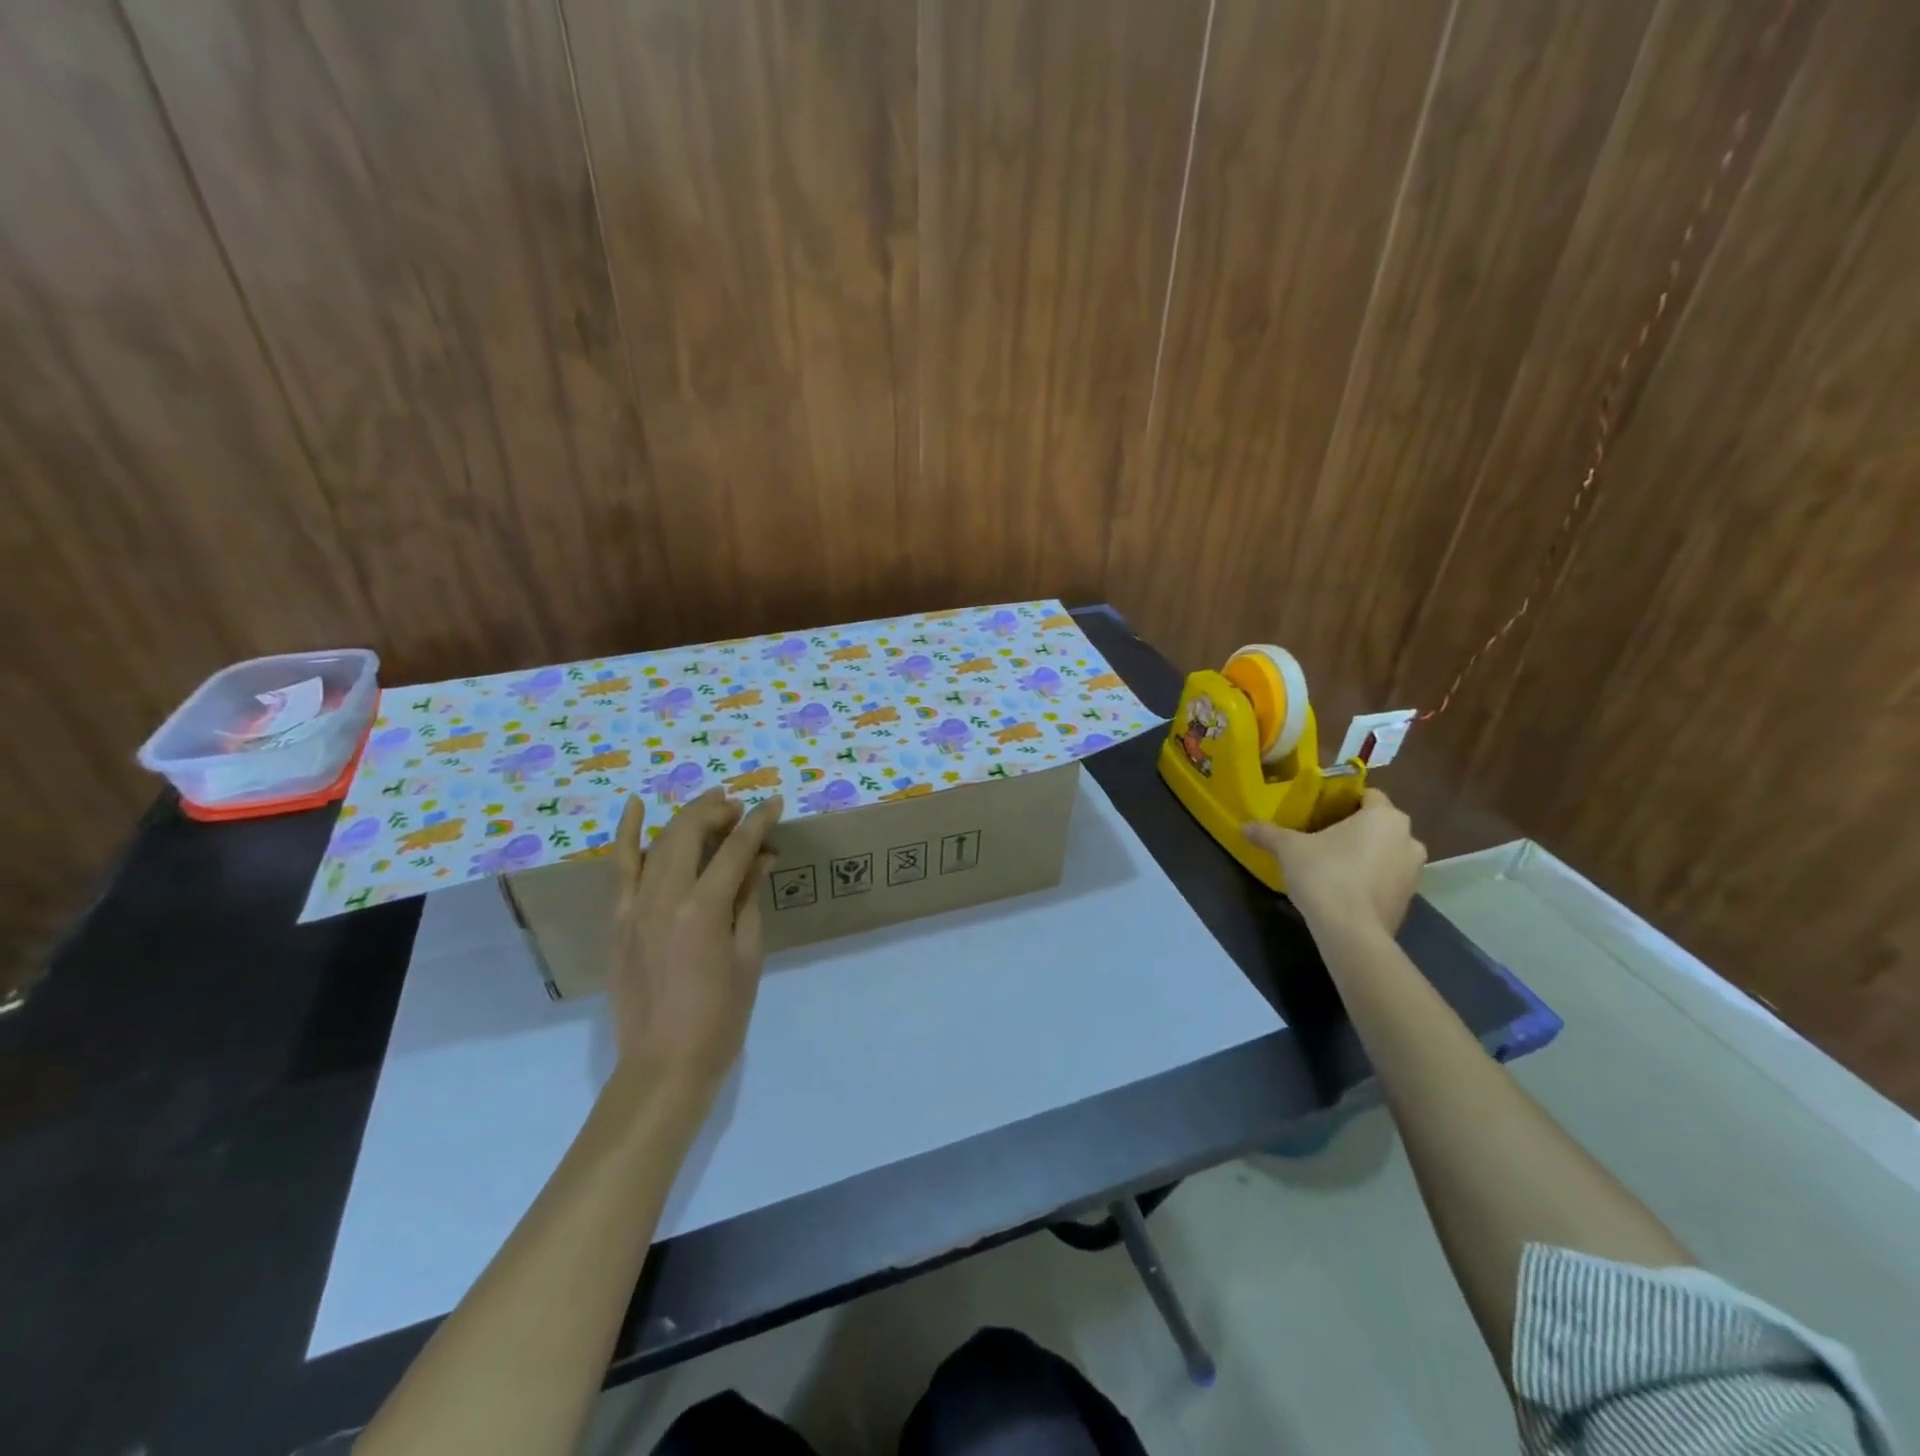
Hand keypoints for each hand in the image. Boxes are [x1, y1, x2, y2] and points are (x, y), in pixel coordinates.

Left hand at [609, 788, 783, 1096]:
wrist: (664, 1065)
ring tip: (712, 804)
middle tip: (741, 808)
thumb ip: (748, 898)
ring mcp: (633, 907)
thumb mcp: (747, 954)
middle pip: (690, 833)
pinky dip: (627, 834)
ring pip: (659, 843)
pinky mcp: (617, 920)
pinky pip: (620, 868)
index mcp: (702, 909)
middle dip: (718, 812)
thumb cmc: (720, 1015)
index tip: (776, 803)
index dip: (758, 822)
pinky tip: (637, 805)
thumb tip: (761, 857)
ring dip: (687, 817)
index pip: (735, 849)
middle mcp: (663, 898)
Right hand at [1243, 787, 1425, 934]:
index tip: (1321, 810)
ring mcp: (1414, 871)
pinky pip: (1388, 878)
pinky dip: (1371, 879)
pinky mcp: (1409, 899)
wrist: (1351, 932)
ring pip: (1386, 852)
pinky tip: (1344, 889)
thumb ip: (1268, 833)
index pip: (1368, 795)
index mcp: (1384, 817)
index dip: (1344, 800)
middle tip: (1322, 836)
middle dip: (1355, 828)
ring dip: (1366, 854)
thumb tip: (1244, 826)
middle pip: (1379, 824)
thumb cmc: (1324, 875)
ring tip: (1333, 865)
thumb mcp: (1288, 849)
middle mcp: (1408, 838)